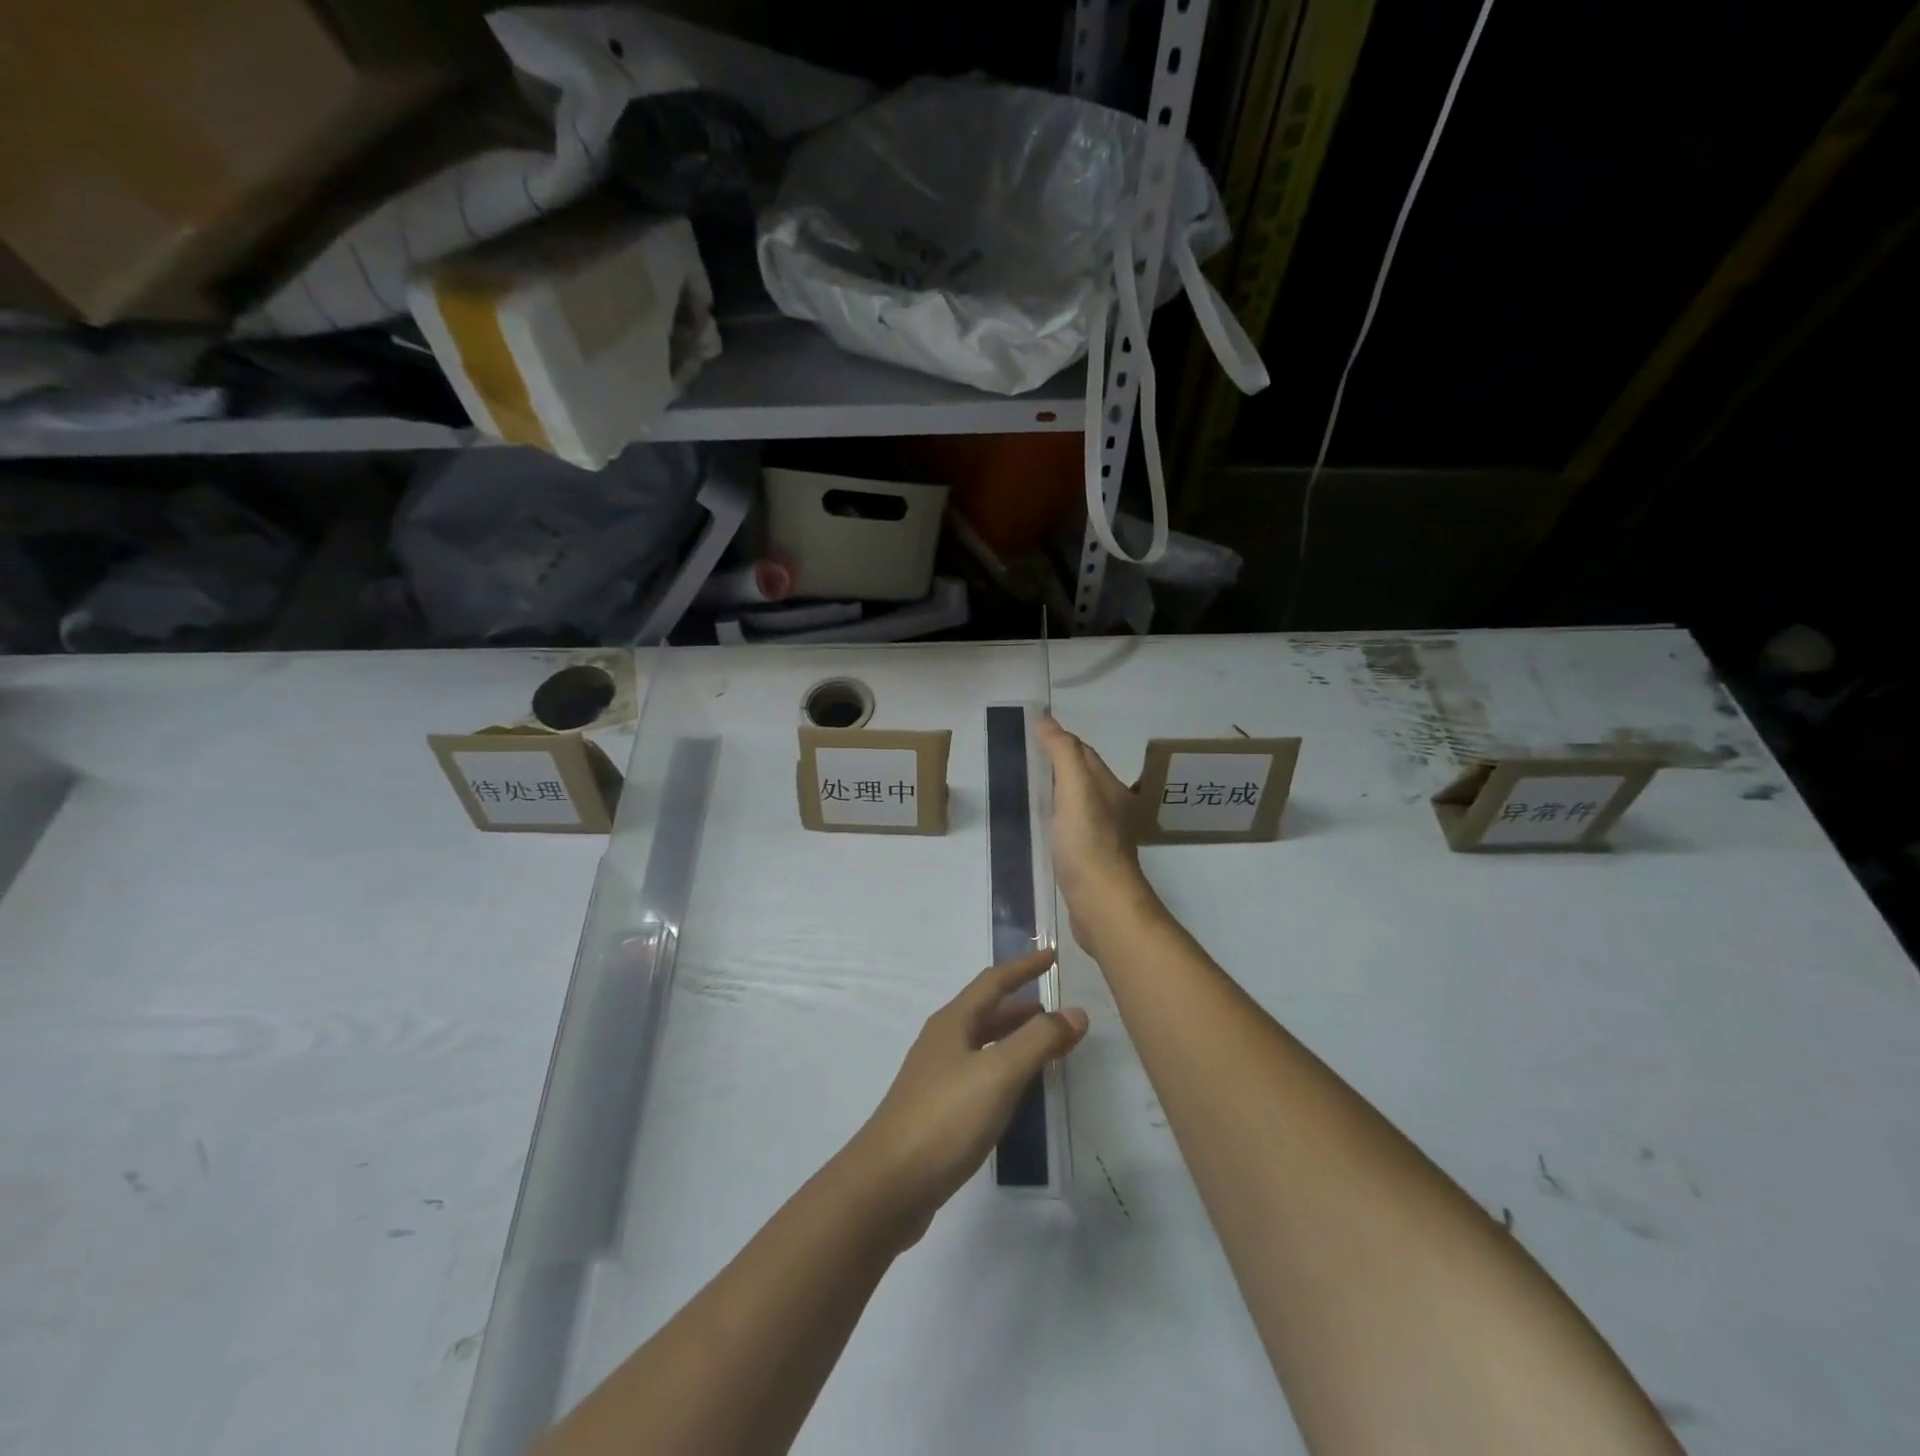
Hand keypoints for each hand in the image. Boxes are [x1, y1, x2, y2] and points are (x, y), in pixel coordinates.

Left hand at [848, 950, 1086, 1247]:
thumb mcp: (999, 1073)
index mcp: (953, 1022)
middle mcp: (943, 1042)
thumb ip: (1039, 1041)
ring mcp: (937, 1077)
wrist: (888, 1184)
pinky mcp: (937, 1111)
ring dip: (1015, 1040)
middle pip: (987, 1012)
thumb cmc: (945, 1118)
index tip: (1053, 957)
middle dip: (1023, 1007)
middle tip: (1059, 1012)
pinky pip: (979, 1076)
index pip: (994, 981)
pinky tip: (1018, 1093)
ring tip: (1048, 1047)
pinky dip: (1004, 1071)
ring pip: (984, 1046)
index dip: (1024, 967)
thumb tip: (1075, 1011)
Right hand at [1037, 716, 1154, 954]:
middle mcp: (1110, 809)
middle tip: (1023, 762)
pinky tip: (1039, 830)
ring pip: (1077, 806)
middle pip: (1082, 778)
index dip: (1061, 742)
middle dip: (1058, 767)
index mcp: (1109, 788)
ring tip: (1026, 793)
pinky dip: (1055, 822)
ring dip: (1056, 795)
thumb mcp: (1075, 790)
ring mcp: (1101, 837)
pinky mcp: (1089, 861)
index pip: (1085, 754)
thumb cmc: (1088, 843)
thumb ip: (1063, 753)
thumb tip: (1046, 720)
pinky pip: (1070, 831)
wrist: (1102, 904)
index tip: (1032, 735)